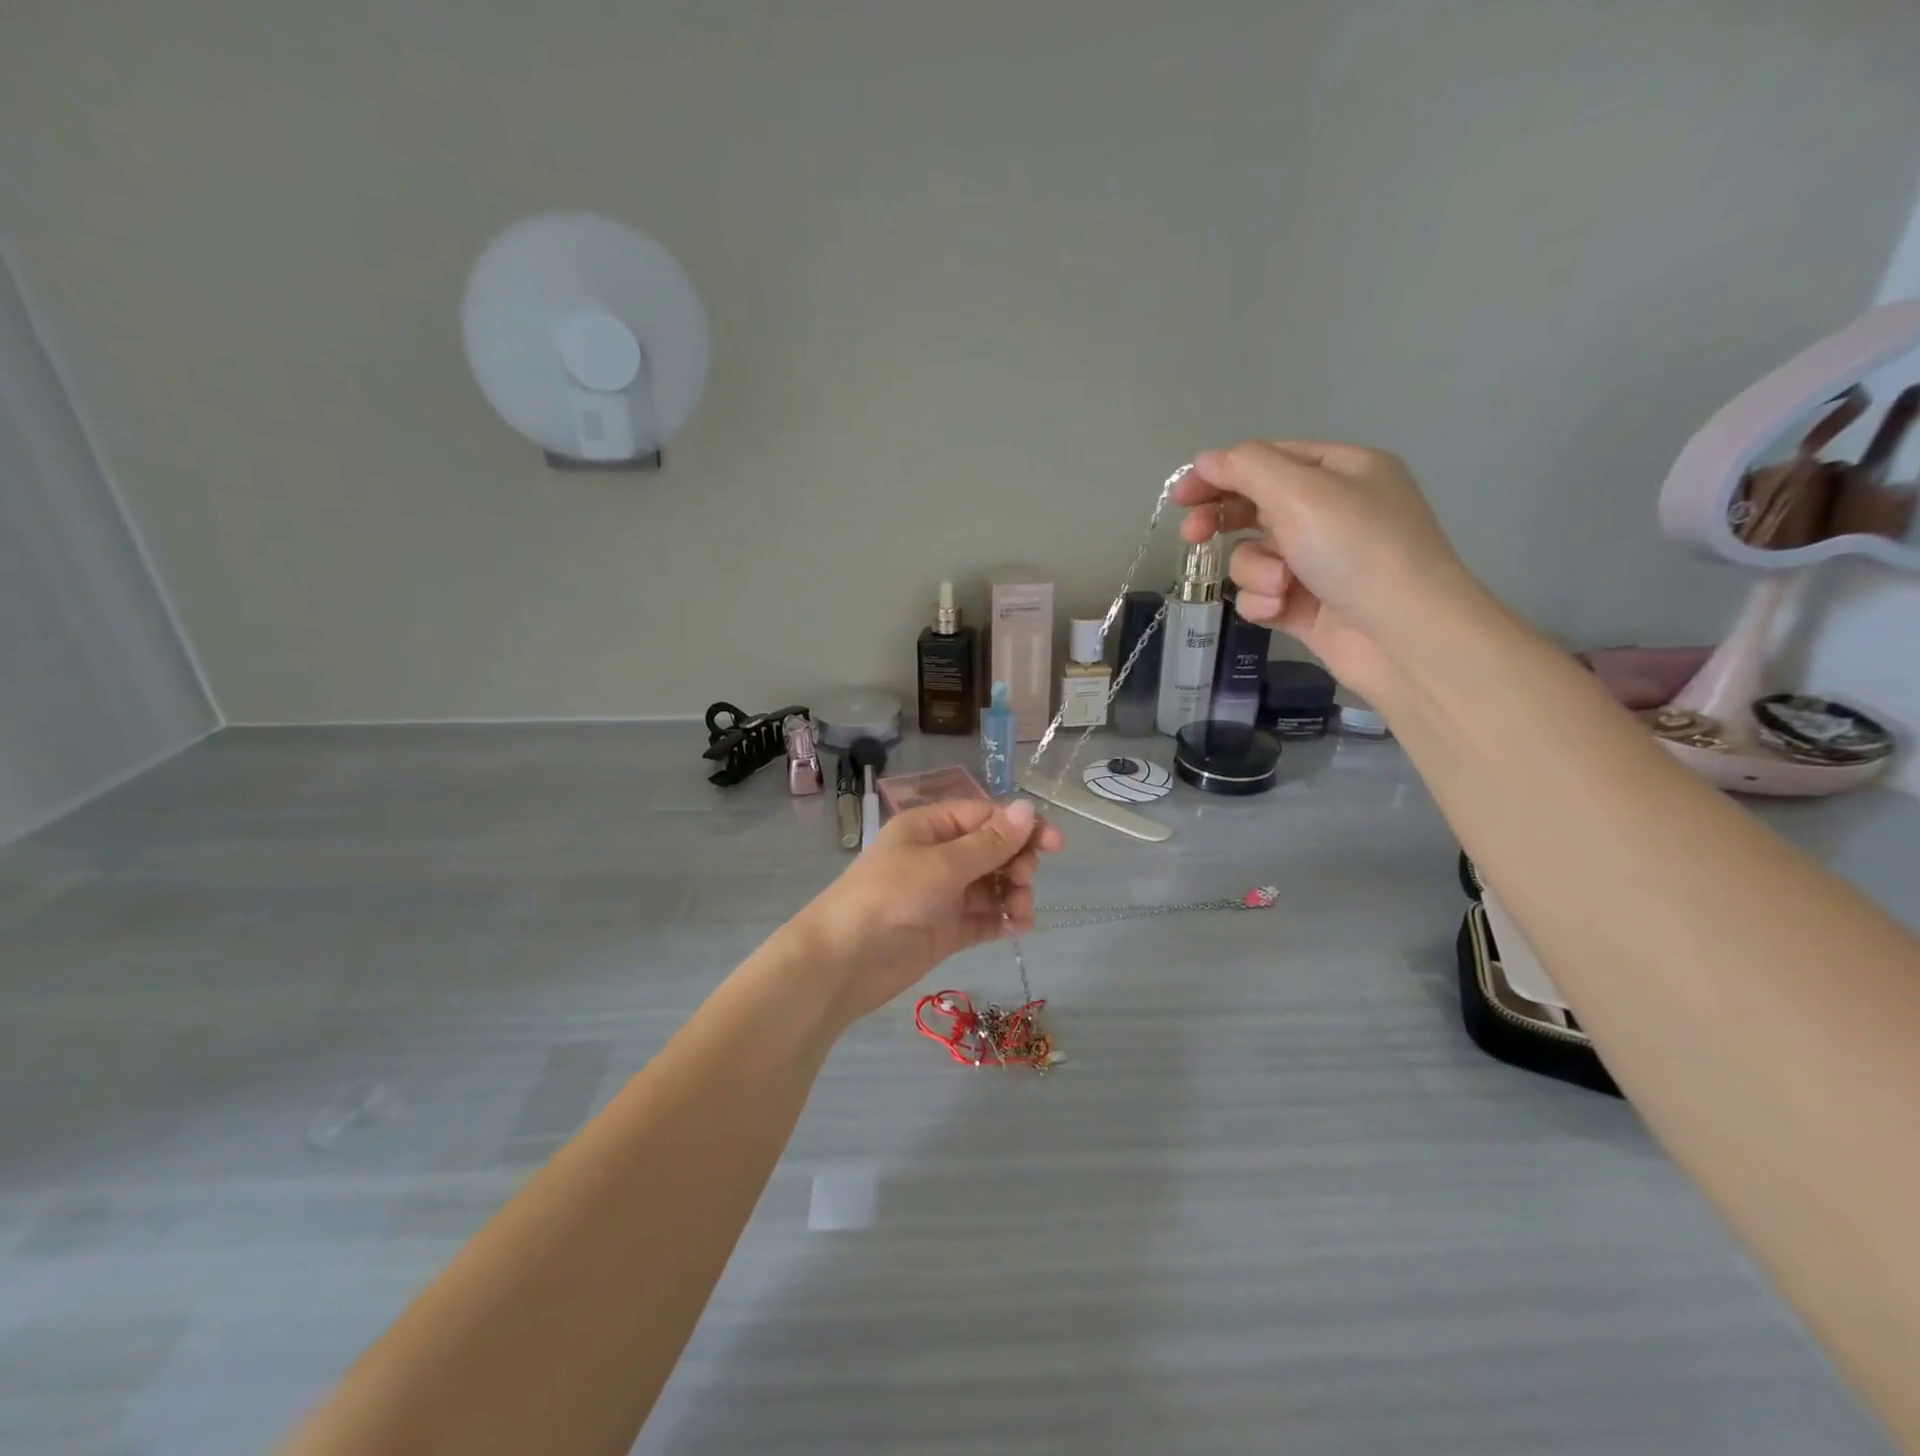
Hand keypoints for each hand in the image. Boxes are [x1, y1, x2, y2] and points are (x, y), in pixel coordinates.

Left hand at [796, 799, 1063, 1023]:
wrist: (843, 963)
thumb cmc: (889, 898)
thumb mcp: (941, 865)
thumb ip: (989, 842)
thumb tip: (1028, 808)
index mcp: (930, 828)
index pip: (985, 817)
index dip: (1021, 828)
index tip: (1055, 845)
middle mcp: (938, 856)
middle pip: (993, 850)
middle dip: (1016, 863)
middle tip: (1023, 882)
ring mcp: (943, 894)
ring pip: (992, 885)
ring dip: (1013, 894)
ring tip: (1021, 913)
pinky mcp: (946, 929)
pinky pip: (984, 917)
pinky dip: (1003, 920)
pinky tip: (1018, 928)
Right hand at [1172, 441, 1479, 702]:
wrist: (1403, 636)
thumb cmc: (1357, 550)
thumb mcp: (1300, 492)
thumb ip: (1246, 468)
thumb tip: (1205, 461)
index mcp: (1342, 471)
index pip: (1268, 460)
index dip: (1220, 473)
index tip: (1181, 495)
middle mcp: (1332, 512)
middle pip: (1255, 507)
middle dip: (1223, 522)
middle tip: (1193, 536)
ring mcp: (1318, 562)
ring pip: (1253, 556)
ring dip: (1255, 571)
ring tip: (1282, 585)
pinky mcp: (1306, 605)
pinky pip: (1262, 594)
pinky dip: (1264, 600)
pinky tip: (1283, 609)